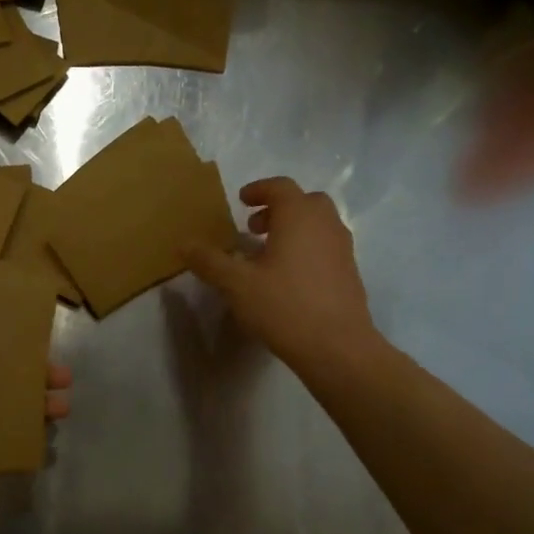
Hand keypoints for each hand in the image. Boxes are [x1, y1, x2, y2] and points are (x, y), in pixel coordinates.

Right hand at [184, 177, 380, 376]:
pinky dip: (306, 249)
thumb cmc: (283, 306)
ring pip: (318, 225)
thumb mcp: (236, 284)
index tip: (241, 201)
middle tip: (254, 228)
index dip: (259, 189)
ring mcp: (342, 249)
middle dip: (278, 209)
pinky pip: (325, 247)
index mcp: (299, 216)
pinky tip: (287, 278)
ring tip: (267, 254)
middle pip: (305, 202)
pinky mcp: (349, 273)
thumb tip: (183, 244)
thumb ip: (209, 261)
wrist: (336, 346)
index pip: (280, 187)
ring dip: (293, 229)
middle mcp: (326, 225)